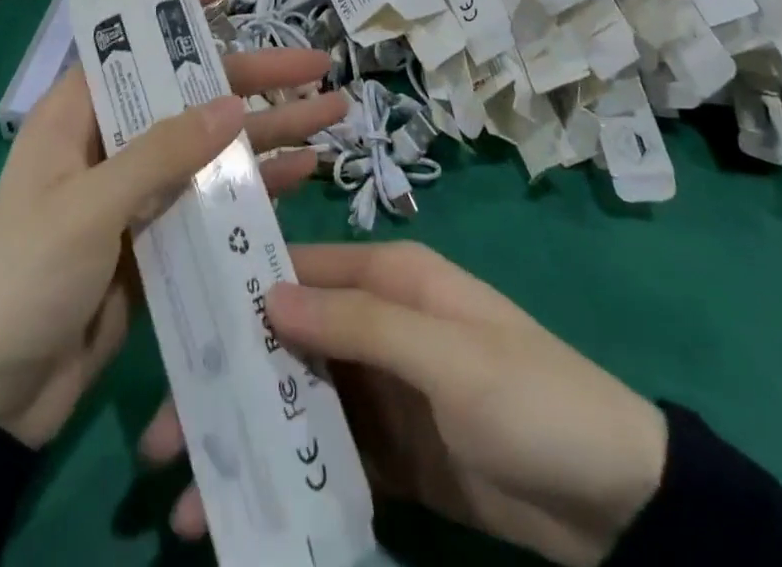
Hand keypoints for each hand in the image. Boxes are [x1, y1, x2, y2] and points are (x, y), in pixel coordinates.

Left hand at [0, 0, 346, 448]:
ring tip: (332, 112)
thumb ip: (161, 154)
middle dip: (253, 79)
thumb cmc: (25, 278)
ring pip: (211, 147)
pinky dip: (254, 185)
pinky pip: (213, 199)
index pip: (132, 45)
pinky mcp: (158, 238)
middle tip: (316, 65)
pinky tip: (303, 171)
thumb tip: (230, 103)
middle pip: (189, 95)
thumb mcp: (89, 207)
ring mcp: (138, 193)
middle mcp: (111, 143)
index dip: (177, 12)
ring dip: (268, 131)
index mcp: (77, 117)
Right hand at [140, 241, 668, 566]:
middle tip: (161, 431)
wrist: (620, 505)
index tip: (180, 327)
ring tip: (187, 490)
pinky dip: (287, 475)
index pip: (301, 273)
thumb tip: (268, 294)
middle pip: (287, 342)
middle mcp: (377, 324)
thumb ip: (360, 324)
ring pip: (299, 401)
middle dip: (230, 381)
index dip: (241, 293)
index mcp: (391, 279)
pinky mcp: (391, 452)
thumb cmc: (532, 398)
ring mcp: (383, 390)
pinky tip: (245, 508)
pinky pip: (328, 454)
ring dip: (249, 438)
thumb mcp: (448, 355)